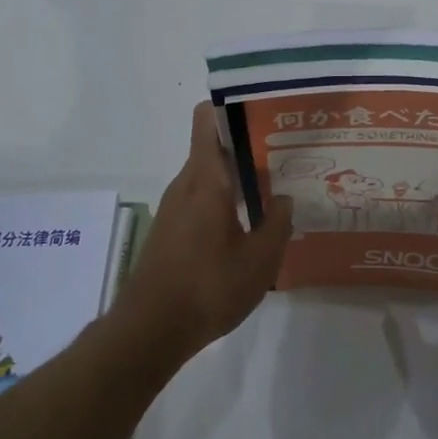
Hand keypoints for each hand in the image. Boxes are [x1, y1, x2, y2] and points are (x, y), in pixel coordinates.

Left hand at [118, 102, 293, 362]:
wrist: (148, 331)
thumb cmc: (207, 288)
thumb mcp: (259, 261)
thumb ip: (278, 224)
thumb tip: (286, 199)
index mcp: (206, 179)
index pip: (207, 119)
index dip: (232, 106)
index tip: (265, 111)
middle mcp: (186, 184)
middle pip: (214, 147)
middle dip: (249, 146)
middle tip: (288, 154)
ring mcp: (174, 208)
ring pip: (210, 176)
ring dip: (240, 178)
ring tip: (278, 190)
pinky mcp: (171, 230)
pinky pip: (202, 199)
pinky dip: (226, 202)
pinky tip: (251, 226)